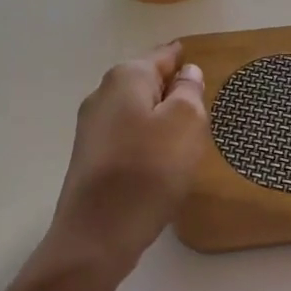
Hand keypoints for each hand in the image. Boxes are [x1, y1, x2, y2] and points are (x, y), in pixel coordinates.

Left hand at [47, 42, 208, 278]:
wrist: (96, 234)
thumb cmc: (148, 171)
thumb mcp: (185, 124)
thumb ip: (189, 92)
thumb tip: (186, 73)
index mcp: (126, 77)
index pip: (162, 56)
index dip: (182, 58)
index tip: (197, 59)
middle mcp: (103, 95)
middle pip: (145, 82)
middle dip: (170, 88)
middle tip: (200, 100)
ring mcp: (91, 128)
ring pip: (135, 110)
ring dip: (158, 117)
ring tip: (185, 132)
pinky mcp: (90, 158)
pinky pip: (126, 136)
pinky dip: (145, 140)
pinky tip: (159, 160)